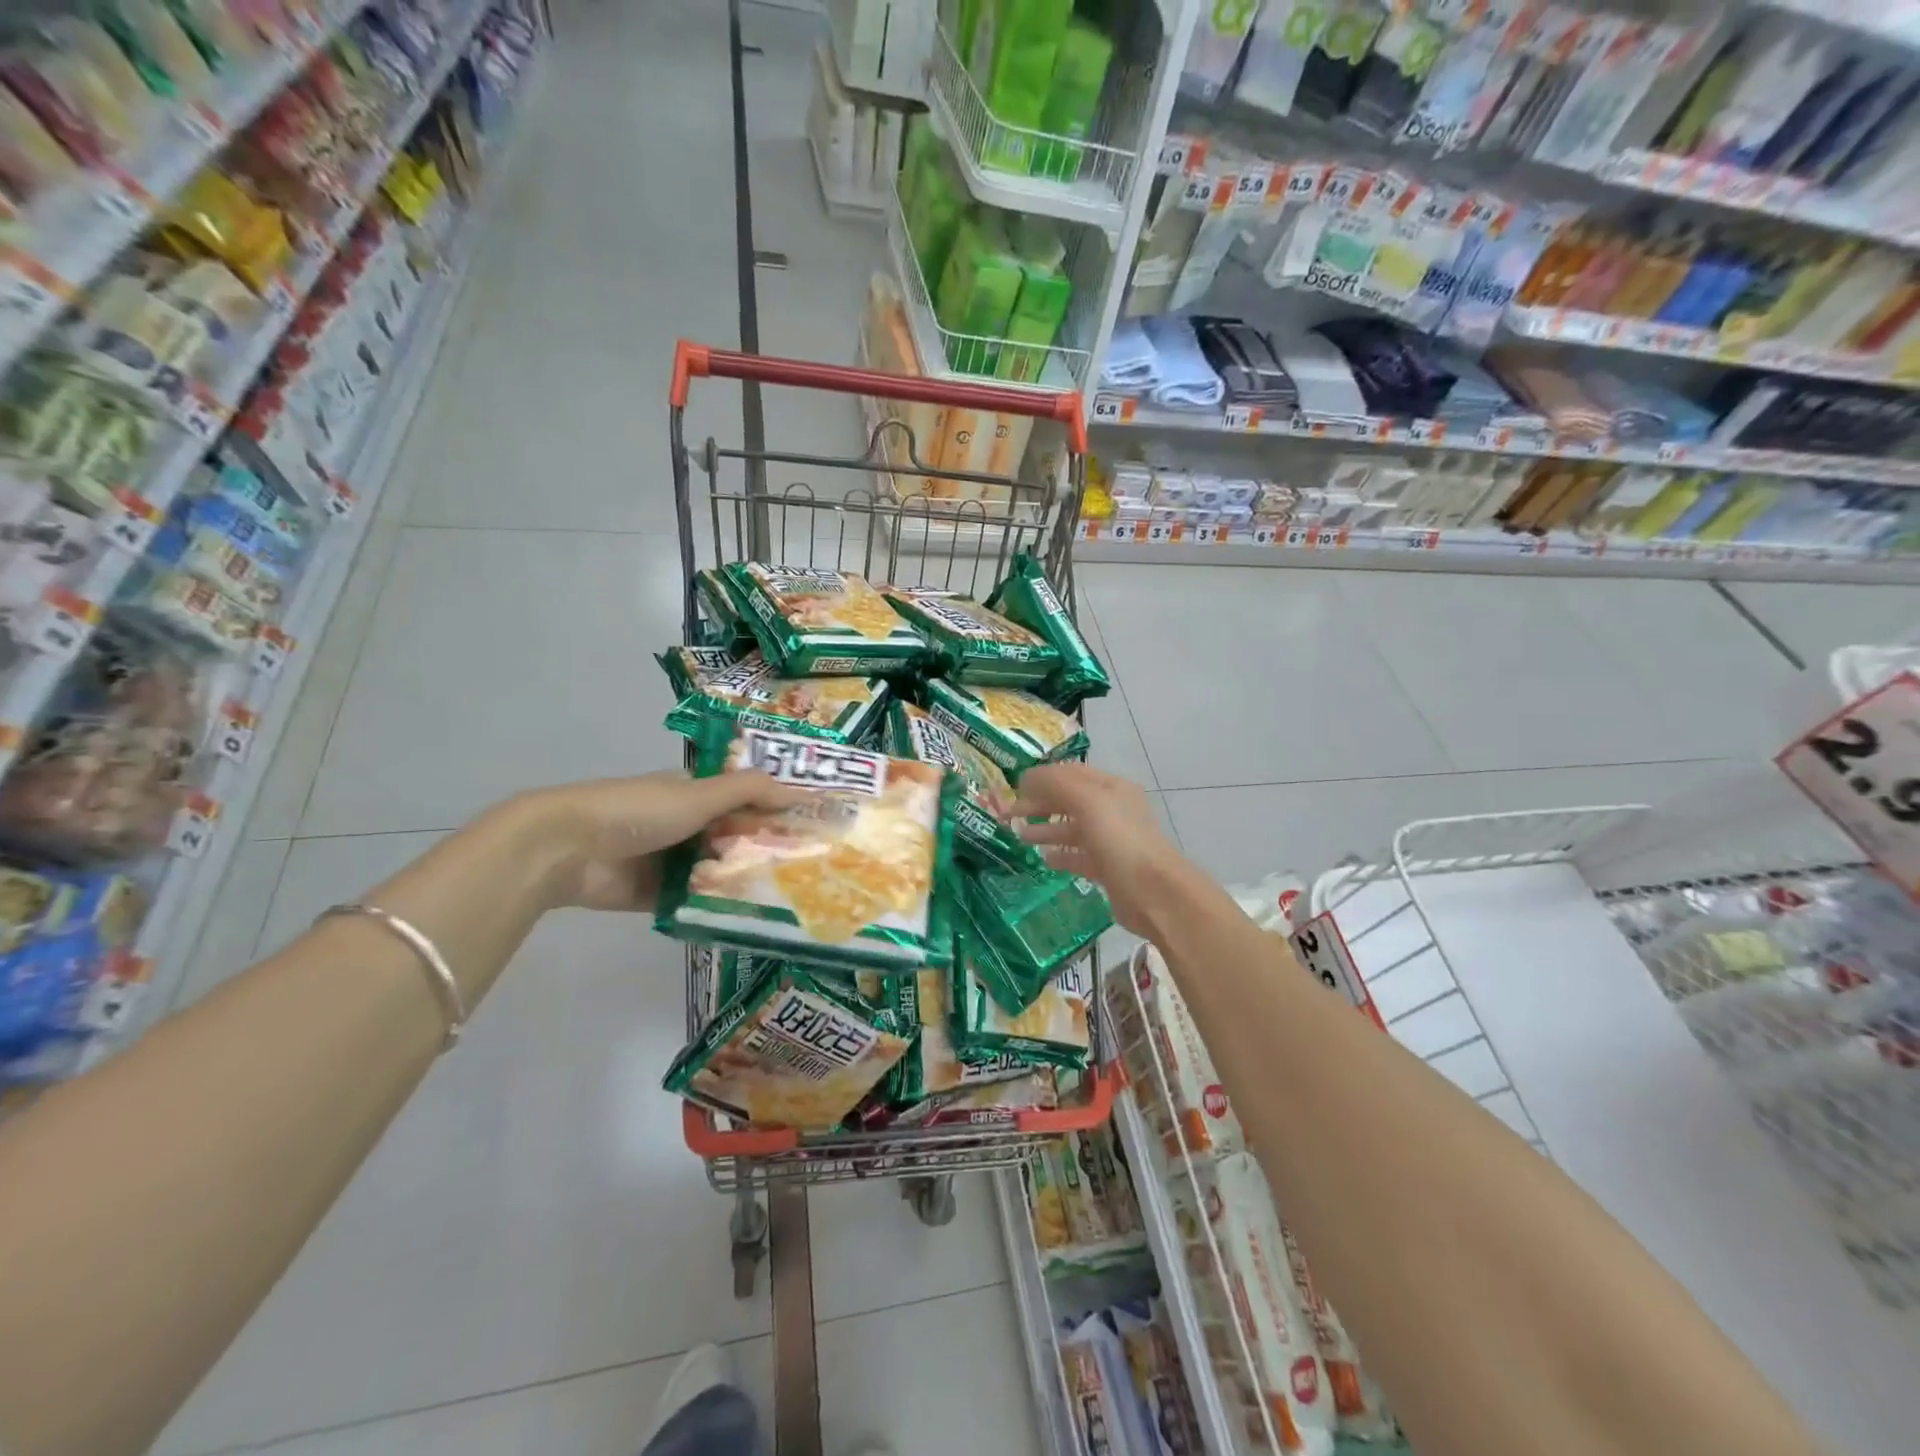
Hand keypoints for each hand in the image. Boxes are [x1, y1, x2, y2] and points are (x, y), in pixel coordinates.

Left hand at [513, 771, 806, 911]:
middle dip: (763, 851)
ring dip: (742, 881)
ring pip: (716, 871)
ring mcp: (670, 861)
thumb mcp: (700, 794)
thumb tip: (801, 791)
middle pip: (732, 838)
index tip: (809, 829)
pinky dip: (715, 906)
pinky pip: (694, 901)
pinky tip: (752, 918)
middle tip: (807, 870)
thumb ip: (750, 791)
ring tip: (788, 898)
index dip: (773, 811)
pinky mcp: (657, 894)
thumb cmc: (639, 811)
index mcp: (693, 793)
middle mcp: (684, 824)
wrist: (569, 849)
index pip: (743, 800)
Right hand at [1012, 763, 1188, 937]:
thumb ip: (1056, 785)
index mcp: (1112, 788)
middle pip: (1069, 801)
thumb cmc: (1121, 840)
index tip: (1014, 788)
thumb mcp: (1088, 802)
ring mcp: (1111, 841)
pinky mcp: (1108, 869)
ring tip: (1019, 837)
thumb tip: (1026, 779)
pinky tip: (1043, 859)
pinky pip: (1078, 856)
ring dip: (1045, 830)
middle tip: (1009, 816)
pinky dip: (1060, 855)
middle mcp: (1112, 810)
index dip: (1043, 778)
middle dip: (1039, 805)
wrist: (1155, 893)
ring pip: (1072, 829)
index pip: (1071, 774)